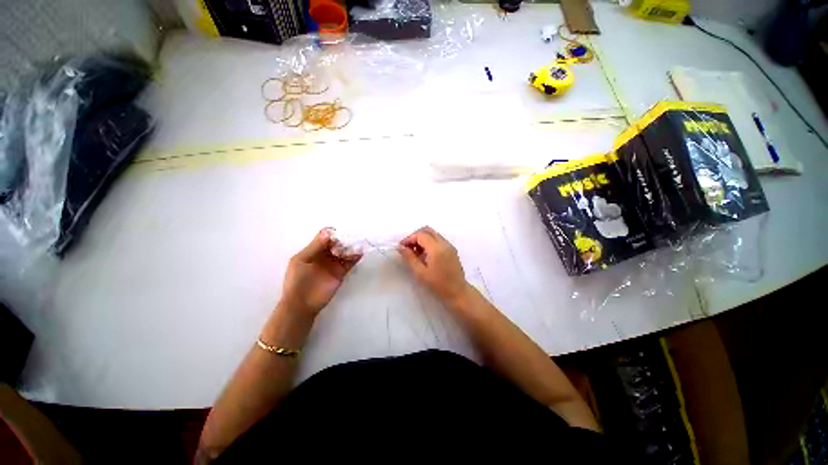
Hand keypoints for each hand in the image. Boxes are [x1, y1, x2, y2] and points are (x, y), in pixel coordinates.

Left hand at [281, 228, 361, 315]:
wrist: (302, 304)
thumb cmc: (297, 281)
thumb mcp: (302, 260)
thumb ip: (315, 247)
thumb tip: (328, 232)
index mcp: (313, 250)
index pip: (325, 237)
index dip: (333, 234)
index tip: (341, 233)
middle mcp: (325, 255)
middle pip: (337, 243)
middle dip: (344, 239)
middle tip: (352, 238)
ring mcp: (334, 264)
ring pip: (345, 251)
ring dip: (351, 247)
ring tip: (358, 244)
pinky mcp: (341, 272)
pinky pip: (350, 262)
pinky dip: (355, 257)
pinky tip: (360, 253)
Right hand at [398, 226, 469, 306]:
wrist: (458, 292)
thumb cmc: (438, 284)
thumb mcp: (420, 272)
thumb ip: (409, 258)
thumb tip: (400, 247)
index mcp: (436, 248)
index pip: (421, 235)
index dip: (409, 238)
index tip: (401, 247)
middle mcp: (444, 243)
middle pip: (427, 230)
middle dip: (415, 236)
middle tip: (408, 247)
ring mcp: (449, 245)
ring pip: (433, 234)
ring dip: (422, 239)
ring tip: (415, 252)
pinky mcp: (452, 249)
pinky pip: (438, 239)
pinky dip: (429, 242)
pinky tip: (425, 255)